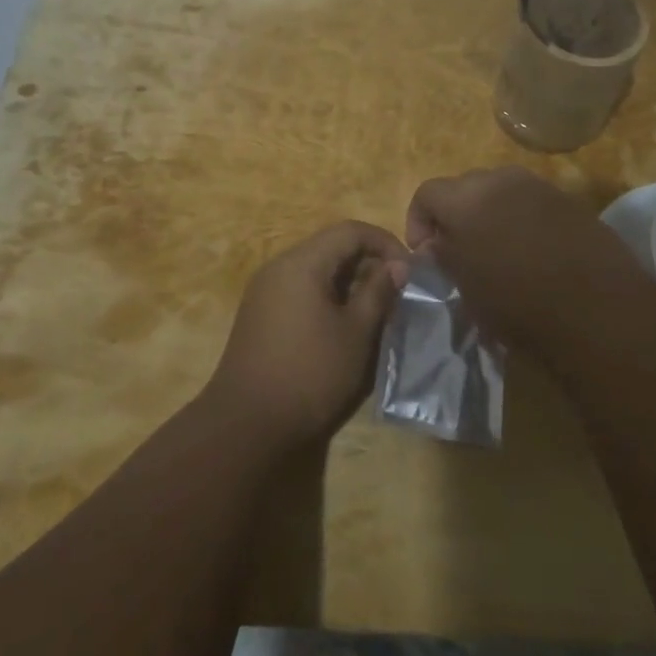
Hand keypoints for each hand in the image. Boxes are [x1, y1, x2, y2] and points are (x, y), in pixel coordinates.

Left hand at [204, 221, 409, 448]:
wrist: (246, 425)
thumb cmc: (310, 374)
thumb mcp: (356, 333)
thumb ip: (379, 292)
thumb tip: (398, 266)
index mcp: (302, 263)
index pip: (350, 230)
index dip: (385, 242)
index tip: (410, 271)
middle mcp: (278, 267)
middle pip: (331, 246)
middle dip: (369, 262)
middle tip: (397, 293)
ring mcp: (265, 291)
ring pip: (316, 269)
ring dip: (350, 282)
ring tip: (376, 311)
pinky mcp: (260, 315)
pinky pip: (301, 290)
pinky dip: (328, 297)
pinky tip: (344, 326)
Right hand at [406, 167, 649, 356]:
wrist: (596, 308)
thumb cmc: (517, 302)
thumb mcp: (466, 287)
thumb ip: (445, 256)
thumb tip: (437, 243)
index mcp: (466, 198)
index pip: (426, 193)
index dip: (418, 222)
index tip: (426, 253)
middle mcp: (501, 179)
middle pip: (464, 187)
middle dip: (455, 215)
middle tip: (459, 251)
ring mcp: (540, 186)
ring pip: (501, 192)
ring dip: (490, 214)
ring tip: (497, 251)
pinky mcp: (570, 201)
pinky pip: (533, 203)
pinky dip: (522, 220)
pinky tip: (532, 252)